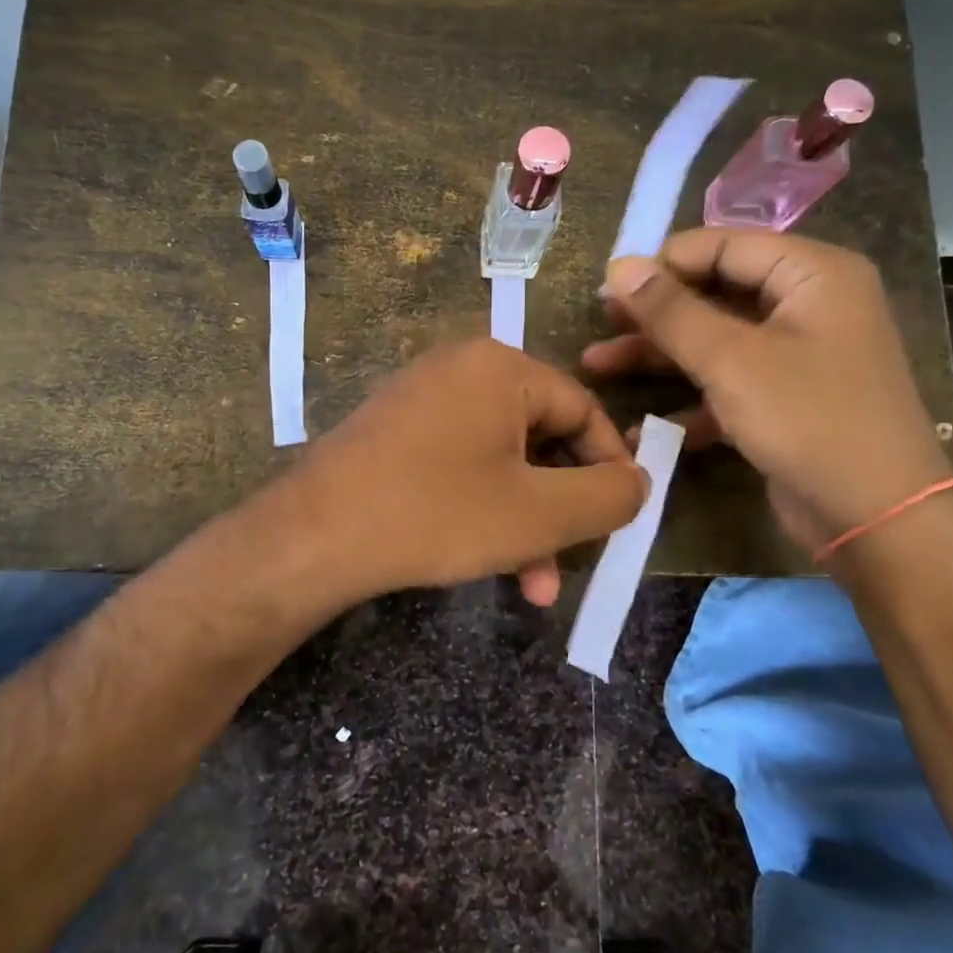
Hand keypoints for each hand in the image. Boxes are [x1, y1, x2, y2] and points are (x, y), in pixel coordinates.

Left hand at [278, 338, 648, 606]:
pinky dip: (482, 507)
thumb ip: (608, 496)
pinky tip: (485, 559)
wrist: (313, 536)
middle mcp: (462, 368)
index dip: (610, 468)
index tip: (620, 519)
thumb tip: (638, 481)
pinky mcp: (396, 429)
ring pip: (500, 459)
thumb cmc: (437, 514)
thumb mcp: (539, 513)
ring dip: (524, 521)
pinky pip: (460, 462)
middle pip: (541, 437)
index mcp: (501, 367)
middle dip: (560, 508)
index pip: (583, 410)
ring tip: (531, 584)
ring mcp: (423, 397)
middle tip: (571, 561)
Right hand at [582, 229, 952, 552]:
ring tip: (596, 365)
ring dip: (659, 355)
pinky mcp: (784, 400)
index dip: (663, 262)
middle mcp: (808, 304)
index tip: (609, 287)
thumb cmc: (809, 420)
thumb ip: (672, 311)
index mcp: (812, 273)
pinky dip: (689, 400)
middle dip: (655, 312)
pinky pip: (728, 383)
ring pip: (715, 340)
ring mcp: (797, 355)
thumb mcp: (732, 360)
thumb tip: (620, 267)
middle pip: (715, 292)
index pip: (723, 245)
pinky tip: (642, 427)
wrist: (877, 519)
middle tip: (600, 324)